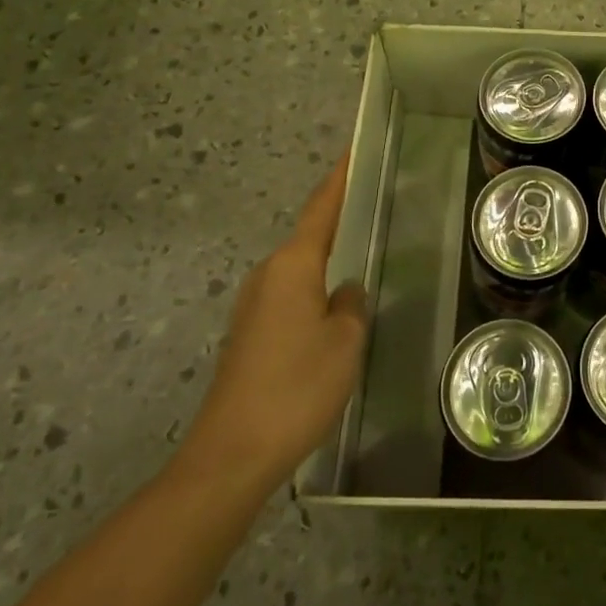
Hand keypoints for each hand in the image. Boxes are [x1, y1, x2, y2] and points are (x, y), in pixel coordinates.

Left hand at [178, 157, 368, 490]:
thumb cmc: (297, 387)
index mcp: (293, 266)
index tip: (353, 151)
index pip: (321, 209)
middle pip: (309, 236)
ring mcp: (253, 306)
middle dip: (337, 220)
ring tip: (360, 254)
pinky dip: (313, 290)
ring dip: (326, 260)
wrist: (232, 454)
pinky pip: (290, 296)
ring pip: (299, 270)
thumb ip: (351, 305)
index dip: (339, 179)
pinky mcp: (249, 335)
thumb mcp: (344, 341)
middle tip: (372, 205)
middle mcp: (268, 275)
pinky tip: (333, 309)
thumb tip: (344, 291)